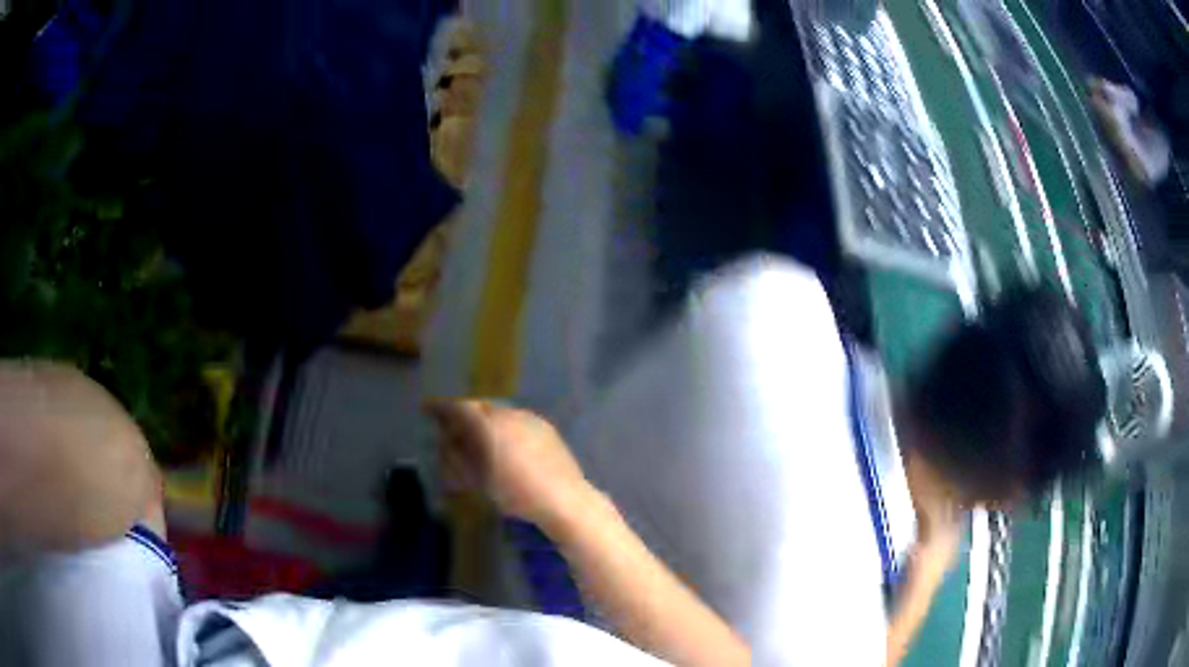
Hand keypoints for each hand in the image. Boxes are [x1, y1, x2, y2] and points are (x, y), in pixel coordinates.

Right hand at [424, 400, 594, 529]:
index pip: (458, 407)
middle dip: (463, 415)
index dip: (440, 406)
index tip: (427, 407)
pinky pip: (517, 420)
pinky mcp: (544, 427)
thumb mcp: (480, 479)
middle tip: (453, 428)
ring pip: (499, 412)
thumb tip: (447, 443)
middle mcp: (507, 414)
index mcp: (488, 425)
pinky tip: (506, 446)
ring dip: (485, 421)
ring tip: (480, 439)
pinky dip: (504, 427)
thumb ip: (460, 457)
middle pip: (478, 407)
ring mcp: (529, 418)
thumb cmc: (516, 494)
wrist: (563, 498)